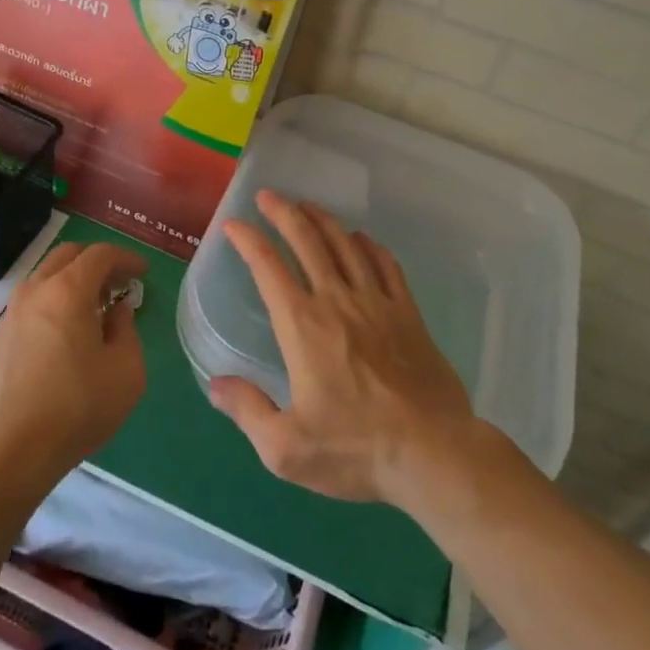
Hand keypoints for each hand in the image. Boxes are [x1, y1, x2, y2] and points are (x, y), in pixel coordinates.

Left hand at [0, 241, 148, 511]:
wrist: (11, 450)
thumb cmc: (77, 407)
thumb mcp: (126, 371)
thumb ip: (127, 330)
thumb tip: (117, 311)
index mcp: (68, 289)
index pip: (101, 254)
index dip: (126, 258)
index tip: (143, 273)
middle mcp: (36, 289)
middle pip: (69, 255)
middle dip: (98, 263)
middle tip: (119, 285)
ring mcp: (12, 311)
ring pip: (47, 276)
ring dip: (74, 280)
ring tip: (95, 308)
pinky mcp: (0, 335)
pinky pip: (33, 300)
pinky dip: (55, 299)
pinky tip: (67, 331)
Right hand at [211, 191, 475, 504]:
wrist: (433, 453)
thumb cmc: (356, 448)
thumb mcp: (286, 448)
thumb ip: (248, 411)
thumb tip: (215, 383)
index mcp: (302, 325)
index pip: (268, 267)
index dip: (248, 239)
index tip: (234, 224)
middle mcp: (336, 301)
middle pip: (307, 241)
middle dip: (284, 213)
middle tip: (269, 196)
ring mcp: (376, 303)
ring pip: (345, 245)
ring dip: (323, 220)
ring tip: (308, 206)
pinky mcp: (407, 314)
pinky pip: (386, 266)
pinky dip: (370, 246)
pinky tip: (362, 239)